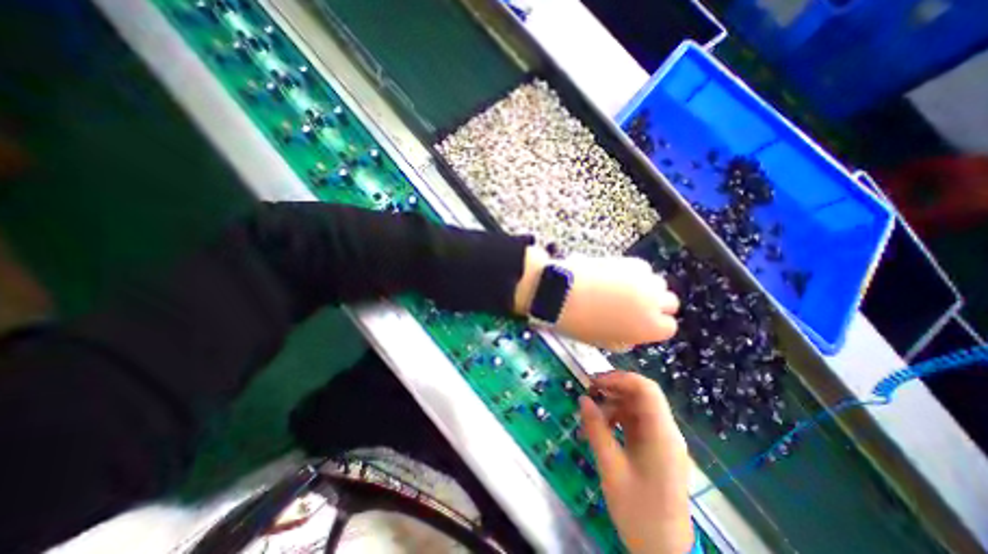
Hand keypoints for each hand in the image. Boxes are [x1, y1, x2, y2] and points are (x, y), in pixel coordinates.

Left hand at [517, 246, 680, 347]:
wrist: (561, 293)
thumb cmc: (579, 323)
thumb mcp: (604, 341)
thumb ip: (625, 339)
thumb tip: (632, 335)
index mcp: (648, 328)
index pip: (668, 327)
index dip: (653, 324)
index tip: (641, 322)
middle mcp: (654, 303)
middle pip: (669, 302)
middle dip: (655, 305)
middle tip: (634, 305)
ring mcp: (644, 280)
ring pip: (657, 284)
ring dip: (647, 287)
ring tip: (624, 289)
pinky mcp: (631, 262)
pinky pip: (642, 269)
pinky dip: (634, 273)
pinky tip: (615, 276)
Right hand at [580, 372, 689, 553]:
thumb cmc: (639, 513)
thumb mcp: (611, 469)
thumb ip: (596, 430)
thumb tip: (582, 399)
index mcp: (662, 435)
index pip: (646, 389)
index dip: (620, 378)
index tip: (594, 382)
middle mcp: (666, 432)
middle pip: (641, 395)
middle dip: (613, 389)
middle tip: (588, 392)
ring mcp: (662, 439)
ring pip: (636, 406)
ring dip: (612, 405)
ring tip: (590, 417)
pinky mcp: (655, 447)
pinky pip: (635, 421)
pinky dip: (616, 419)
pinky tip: (601, 429)